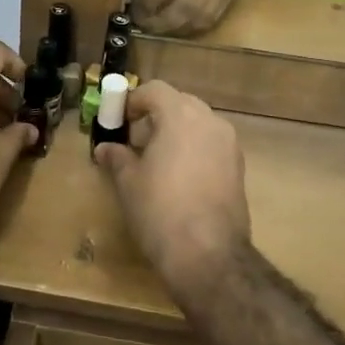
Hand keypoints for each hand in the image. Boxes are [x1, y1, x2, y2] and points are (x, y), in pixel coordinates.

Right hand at [93, 81, 250, 295]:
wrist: (208, 254)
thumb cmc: (159, 210)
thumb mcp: (129, 182)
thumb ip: (117, 158)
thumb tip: (105, 149)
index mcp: (181, 116)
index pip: (155, 90)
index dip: (133, 101)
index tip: (119, 120)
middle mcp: (210, 122)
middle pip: (180, 103)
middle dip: (157, 115)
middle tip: (136, 140)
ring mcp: (229, 145)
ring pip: (199, 124)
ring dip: (177, 132)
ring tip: (157, 160)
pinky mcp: (239, 169)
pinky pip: (212, 145)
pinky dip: (194, 150)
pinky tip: (179, 178)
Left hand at [137, 0, 241, 35]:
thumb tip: (140, 3)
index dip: (148, 0)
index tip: (135, 11)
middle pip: (186, 3)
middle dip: (161, 20)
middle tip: (144, 25)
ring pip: (200, 17)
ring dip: (175, 28)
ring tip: (157, 29)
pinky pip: (210, 21)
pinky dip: (190, 29)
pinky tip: (176, 27)